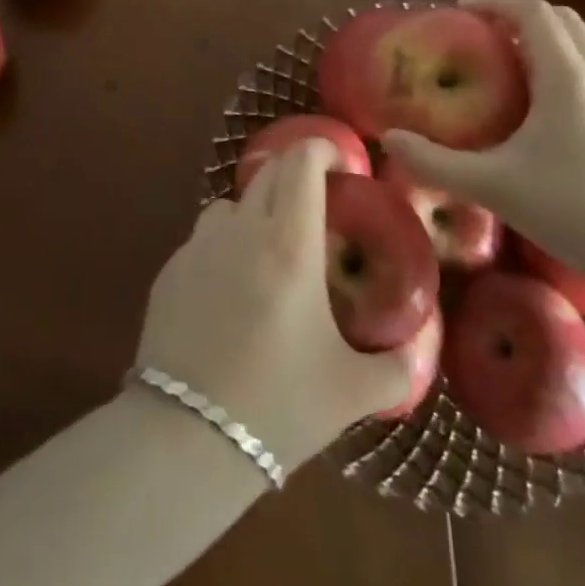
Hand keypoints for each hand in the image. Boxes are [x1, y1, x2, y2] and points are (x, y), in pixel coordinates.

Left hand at [134, 139, 413, 473]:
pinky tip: (229, 294)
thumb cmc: (278, 405)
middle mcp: (240, 231)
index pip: (301, 164)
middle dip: (293, 176)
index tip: (337, 161)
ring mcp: (197, 248)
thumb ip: (396, 369)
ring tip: (269, 253)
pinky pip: (202, 241)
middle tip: (315, 206)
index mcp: (289, 245)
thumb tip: (416, 354)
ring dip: (254, 212)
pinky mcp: (168, 271)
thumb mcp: (351, 392)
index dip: (320, 149)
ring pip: (230, 204)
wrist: (186, 437)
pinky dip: (222, 248)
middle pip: (266, 173)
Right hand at [381, 0, 584, 274]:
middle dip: (519, 13)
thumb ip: (435, 162)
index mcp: (564, 75)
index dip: (495, 1)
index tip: (460, 9)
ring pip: (580, 44)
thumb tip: (390, 140)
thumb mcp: (492, 184)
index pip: (532, 11)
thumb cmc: (572, 207)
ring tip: (504, 62)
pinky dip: (559, 63)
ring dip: (543, 37)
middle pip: (561, 18)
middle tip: (481, 31)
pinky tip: (537, 104)